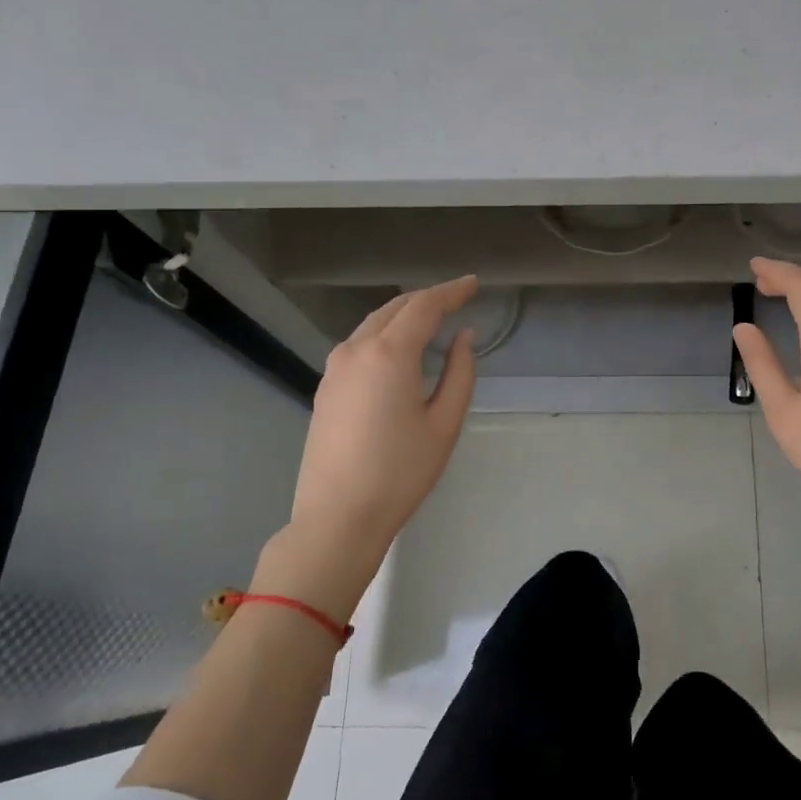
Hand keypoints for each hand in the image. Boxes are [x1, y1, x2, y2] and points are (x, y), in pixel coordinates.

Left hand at [256, 276, 479, 614]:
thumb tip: (463, 337)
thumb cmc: (401, 472)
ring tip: (431, 319)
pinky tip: (399, 350)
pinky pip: (359, 344)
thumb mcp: (445, 423)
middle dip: (427, 298)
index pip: (425, 306)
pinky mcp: (326, 387)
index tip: (474, 283)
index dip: (452, 291)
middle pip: (396, 308)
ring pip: (373, 324)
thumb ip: (460, 372)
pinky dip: (384, 334)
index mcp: (390, 354)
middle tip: (457, 298)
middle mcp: (356, 350)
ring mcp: (335, 368)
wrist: (338, 516)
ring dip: (404, 314)